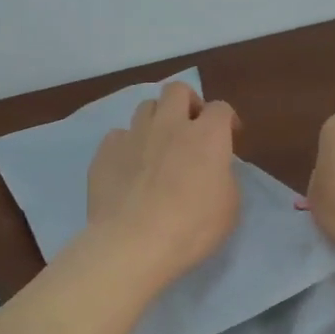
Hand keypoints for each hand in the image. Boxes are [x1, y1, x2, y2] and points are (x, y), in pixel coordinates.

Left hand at [85, 81, 239, 288]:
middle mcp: (169, 125)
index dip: (226, 119)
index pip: (220, 108)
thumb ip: (223, 176)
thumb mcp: (229, 207)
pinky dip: (127, 145)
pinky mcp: (105, 152)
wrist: (133, 243)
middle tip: (190, 127)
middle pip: (177, 90)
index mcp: (206, 136)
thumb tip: (213, 168)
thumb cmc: (191, 228)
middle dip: (187, 102)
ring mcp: (133, 135)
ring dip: (156, 120)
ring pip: (145, 107)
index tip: (229, 135)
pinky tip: (128, 167)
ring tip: (157, 146)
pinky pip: (118, 135)